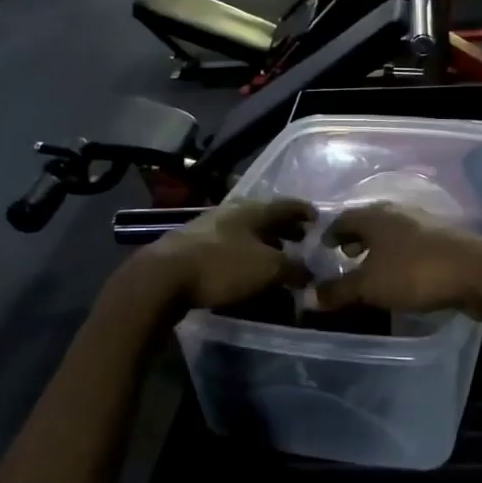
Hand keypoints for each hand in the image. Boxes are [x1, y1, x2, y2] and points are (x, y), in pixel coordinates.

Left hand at [140, 198, 315, 310]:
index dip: (304, 212)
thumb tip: (309, 273)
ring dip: (263, 242)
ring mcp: (208, 227)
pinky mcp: (191, 246)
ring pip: (244, 231)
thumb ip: (293, 269)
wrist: (163, 277)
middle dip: (284, 228)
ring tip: (275, 256)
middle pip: (264, 217)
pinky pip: (228, 246)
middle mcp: (231, 212)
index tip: (318, 220)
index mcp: (253, 209)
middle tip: (300, 240)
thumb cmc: (222, 266)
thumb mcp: (268, 269)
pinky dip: (243, 254)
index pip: (286, 205)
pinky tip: (245, 268)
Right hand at [311, 203, 481, 328]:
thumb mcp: (369, 286)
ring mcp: (424, 223)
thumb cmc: (414, 273)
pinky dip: (398, 255)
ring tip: (371, 268)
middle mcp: (398, 212)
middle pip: (369, 221)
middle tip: (345, 256)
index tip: (322, 247)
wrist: (476, 273)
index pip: (343, 218)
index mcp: (376, 216)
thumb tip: (308, 297)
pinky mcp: (444, 239)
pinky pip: (411, 243)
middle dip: (355, 238)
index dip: (330, 233)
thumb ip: (338, 290)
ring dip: (378, 247)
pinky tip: (401, 273)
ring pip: (392, 232)